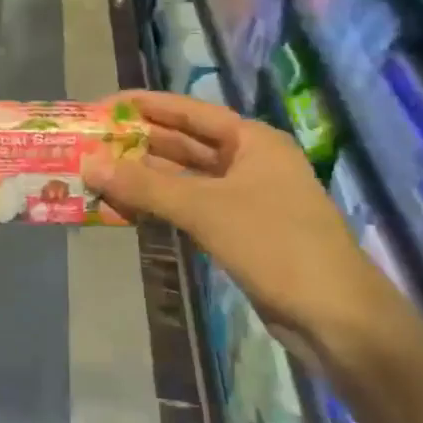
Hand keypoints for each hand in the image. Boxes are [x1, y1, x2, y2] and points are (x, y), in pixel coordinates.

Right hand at [80, 90, 399, 370]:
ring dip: (145, 177)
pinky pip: (190, 207)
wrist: (335, 315)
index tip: (102, 106)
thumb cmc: (275, 245)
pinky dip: (160, 205)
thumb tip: (87, 163)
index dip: (145, 106)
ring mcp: (245, 198)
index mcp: (252, 141)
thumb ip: (144, 186)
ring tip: (97, 173)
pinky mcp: (239, 231)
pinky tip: (126, 208)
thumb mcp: (205, 209)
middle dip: (138, 143)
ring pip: (184, 178)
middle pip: (184, 144)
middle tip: (90, 143)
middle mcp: (249, 162)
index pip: (189, 111)